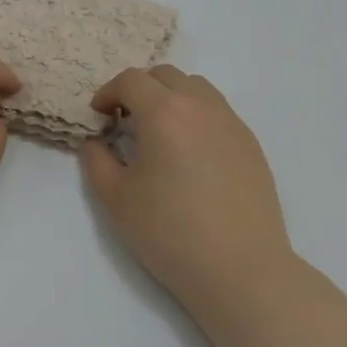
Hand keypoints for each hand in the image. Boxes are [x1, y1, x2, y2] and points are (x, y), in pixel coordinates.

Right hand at [81, 64, 346, 346]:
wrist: (242, 270)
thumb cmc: (171, 234)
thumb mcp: (116, 200)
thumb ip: (97, 161)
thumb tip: (96, 141)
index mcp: (164, 113)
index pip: (131, 80)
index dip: (108, 92)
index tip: (99, 115)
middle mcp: (201, 106)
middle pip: (165, 75)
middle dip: (139, 89)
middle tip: (125, 121)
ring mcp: (231, 123)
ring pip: (196, 87)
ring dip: (171, 97)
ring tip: (160, 133)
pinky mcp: (251, 144)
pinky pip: (218, 111)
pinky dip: (196, 115)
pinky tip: (190, 153)